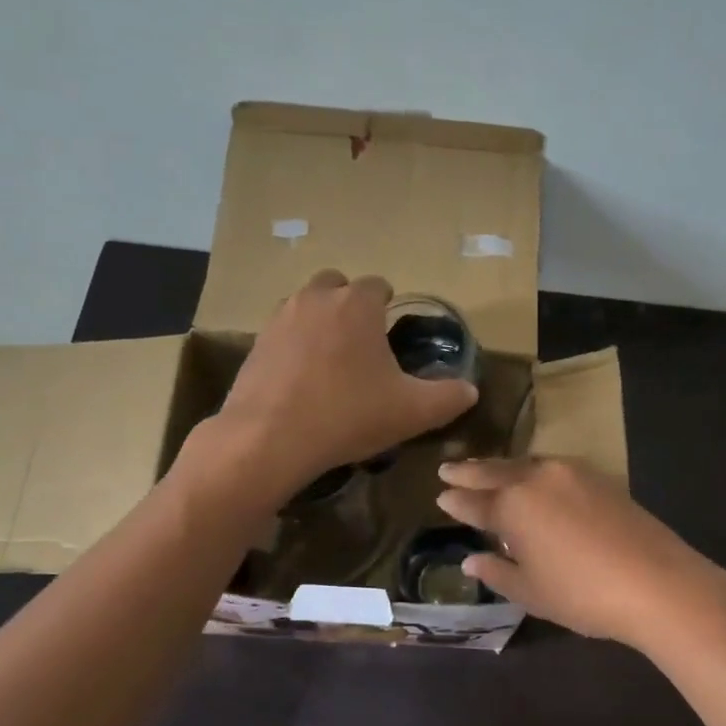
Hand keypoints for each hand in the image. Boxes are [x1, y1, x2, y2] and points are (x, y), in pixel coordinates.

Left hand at [201, 271, 476, 504]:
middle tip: (362, 349)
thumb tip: (470, 391)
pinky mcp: (255, 344)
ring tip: (332, 365)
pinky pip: (283, 336)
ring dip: (321, 325)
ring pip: (307, 308)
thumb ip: (449, 398)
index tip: (392, 338)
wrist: (270, 439)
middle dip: (351, 308)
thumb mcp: (412, 412)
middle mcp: (316, 298)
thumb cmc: (348, 416)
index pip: (379, 286)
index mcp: (357, 303)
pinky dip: (295, 349)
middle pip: (338, 287)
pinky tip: (302, 383)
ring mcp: (280, 318)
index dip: (389, 309)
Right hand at [435, 457, 725, 650]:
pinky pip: (552, 468)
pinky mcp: (599, 477)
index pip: (474, 501)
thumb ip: (497, 571)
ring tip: (485, 471)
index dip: (455, 501)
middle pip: (495, 472)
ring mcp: (571, 473)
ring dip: (502, 468)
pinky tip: (532, 479)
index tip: (440, 495)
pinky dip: (532, 471)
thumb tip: (470, 560)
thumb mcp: (531, 592)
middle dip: (469, 471)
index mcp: (513, 505)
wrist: (658, 583)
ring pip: (525, 465)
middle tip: (448, 469)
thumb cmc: (583, 594)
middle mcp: (537, 479)